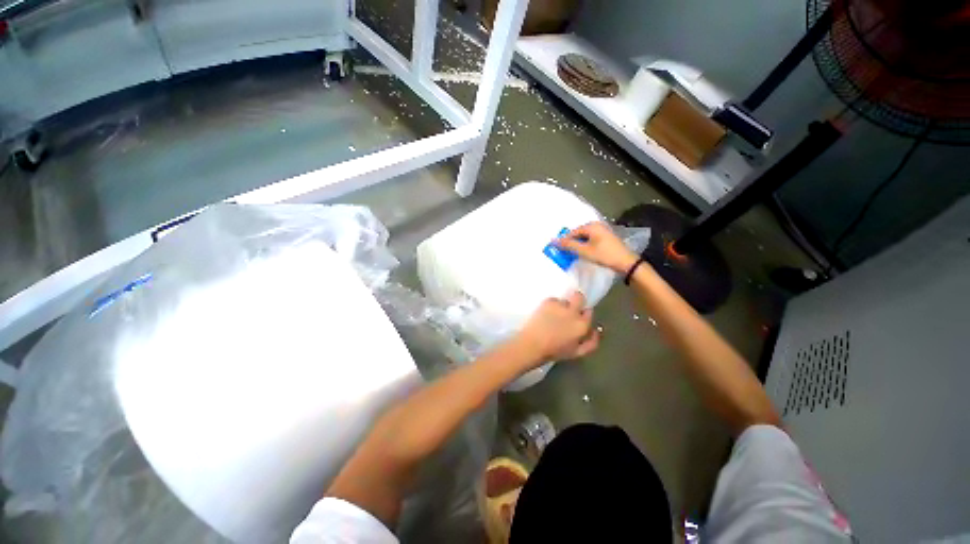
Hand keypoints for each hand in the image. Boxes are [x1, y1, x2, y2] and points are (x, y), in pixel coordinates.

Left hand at [512, 291, 599, 367]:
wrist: (532, 344)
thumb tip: (597, 330)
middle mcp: (573, 312)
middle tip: (569, 309)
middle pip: (579, 297)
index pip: (589, 312)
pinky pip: (553, 300)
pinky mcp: (547, 302)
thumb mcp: (577, 353)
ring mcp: (559, 305)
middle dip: (577, 301)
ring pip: (564, 300)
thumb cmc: (555, 352)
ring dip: (561, 306)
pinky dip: (551, 306)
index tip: (578, 318)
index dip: (584, 314)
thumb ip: (592, 342)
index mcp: (582, 325)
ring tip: (554, 315)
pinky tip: (545, 314)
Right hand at [555, 222, 639, 272]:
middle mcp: (597, 225)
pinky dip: (586, 245)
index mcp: (591, 226)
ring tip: (574, 254)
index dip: (564, 241)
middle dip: (572, 243)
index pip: (572, 232)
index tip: (558, 250)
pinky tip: (584, 253)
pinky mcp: (606, 238)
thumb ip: (568, 245)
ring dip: (578, 245)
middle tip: (565, 253)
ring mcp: (603, 231)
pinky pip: (591, 239)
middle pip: (579, 233)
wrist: (626, 262)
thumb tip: (554, 241)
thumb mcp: (584, 251)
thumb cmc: (604, 255)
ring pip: (585, 237)